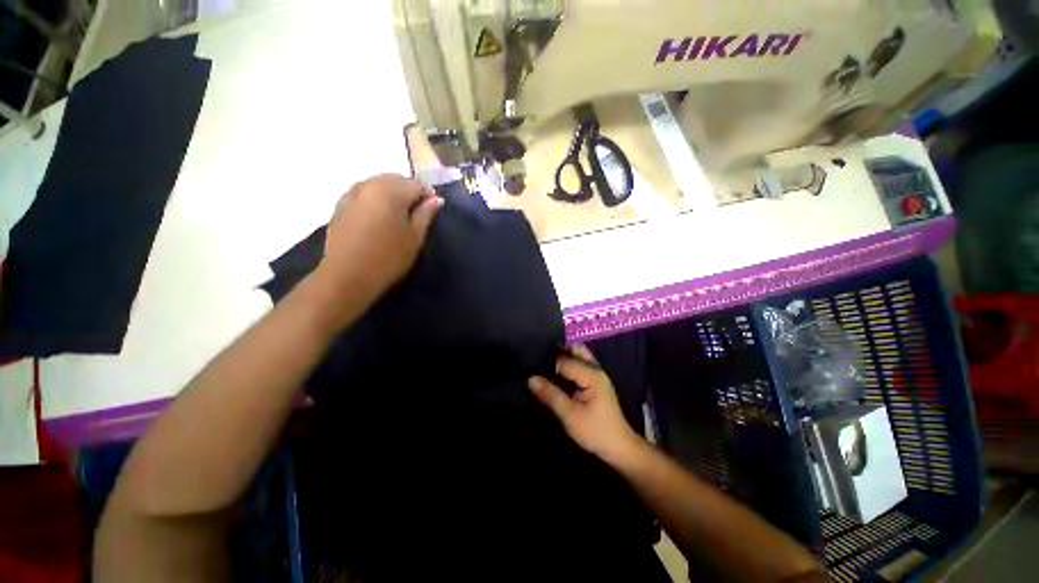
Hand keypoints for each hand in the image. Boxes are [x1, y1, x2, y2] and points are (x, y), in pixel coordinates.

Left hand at [317, 174, 442, 307]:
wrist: (347, 275)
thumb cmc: (389, 257)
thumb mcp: (415, 237)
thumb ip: (426, 214)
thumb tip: (437, 199)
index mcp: (390, 191)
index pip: (416, 185)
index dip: (429, 196)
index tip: (434, 210)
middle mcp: (368, 185)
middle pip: (395, 180)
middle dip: (409, 192)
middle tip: (418, 213)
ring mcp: (351, 194)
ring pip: (378, 185)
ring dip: (392, 194)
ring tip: (400, 215)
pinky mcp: (340, 207)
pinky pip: (363, 194)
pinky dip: (376, 200)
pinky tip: (379, 218)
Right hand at [528, 346, 643, 466]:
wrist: (619, 448)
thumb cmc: (596, 431)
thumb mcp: (570, 415)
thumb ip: (551, 395)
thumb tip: (531, 379)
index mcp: (591, 374)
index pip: (564, 360)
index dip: (547, 362)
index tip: (531, 365)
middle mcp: (595, 369)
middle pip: (575, 350)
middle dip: (557, 352)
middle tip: (538, 361)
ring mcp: (596, 375)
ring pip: (578, 357)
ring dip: (562, 359)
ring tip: (543, 366)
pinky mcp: (594, 382)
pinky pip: (579, 366)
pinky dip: (567, 367)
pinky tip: (555, 375)